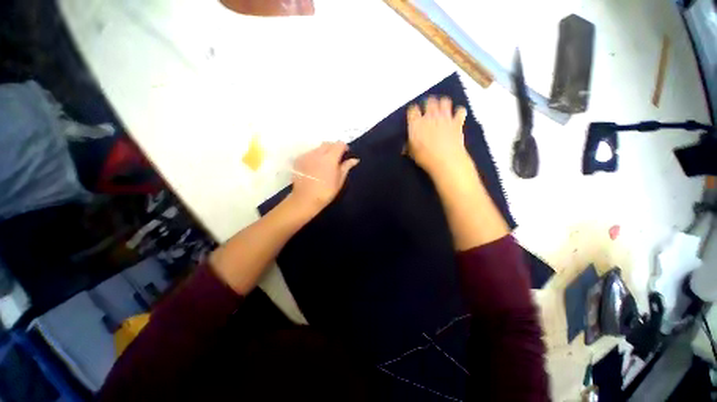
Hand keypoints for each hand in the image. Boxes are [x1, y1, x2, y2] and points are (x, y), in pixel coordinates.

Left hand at [288, 141, 358, 215]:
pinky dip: (314, 156)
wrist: (305, 199)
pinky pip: (309, 153)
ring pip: (318, 148)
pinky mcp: (299, 160)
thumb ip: (346, 167)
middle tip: (336, 158)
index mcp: (330, 158)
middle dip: (334, 147)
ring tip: (325, 163)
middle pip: (328, 143)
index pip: (339, 144)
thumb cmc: (326, 192)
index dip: (344, 147)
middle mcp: (318, 153)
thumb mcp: (339, 181)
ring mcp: (307, 155)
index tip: (346, 153)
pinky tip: (315, 167)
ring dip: (324, 152)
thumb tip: (354, 160)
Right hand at [407, 96, 473, 181]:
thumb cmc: (425, 157)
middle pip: (429, 101)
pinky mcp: (457, 121)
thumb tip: (405, 147)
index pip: (412, 110)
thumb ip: (409, 146)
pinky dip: (459, 112)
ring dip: (443, 104)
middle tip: (428, 109)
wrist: (445, 160)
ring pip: (444, 101)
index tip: (413, 115)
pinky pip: (460, 111)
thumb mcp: (412, 153)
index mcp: (416, 123)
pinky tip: (457, 116)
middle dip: (428, 103)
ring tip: (442, 109)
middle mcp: (430, 116)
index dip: (413, 111)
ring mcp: (445, 117)